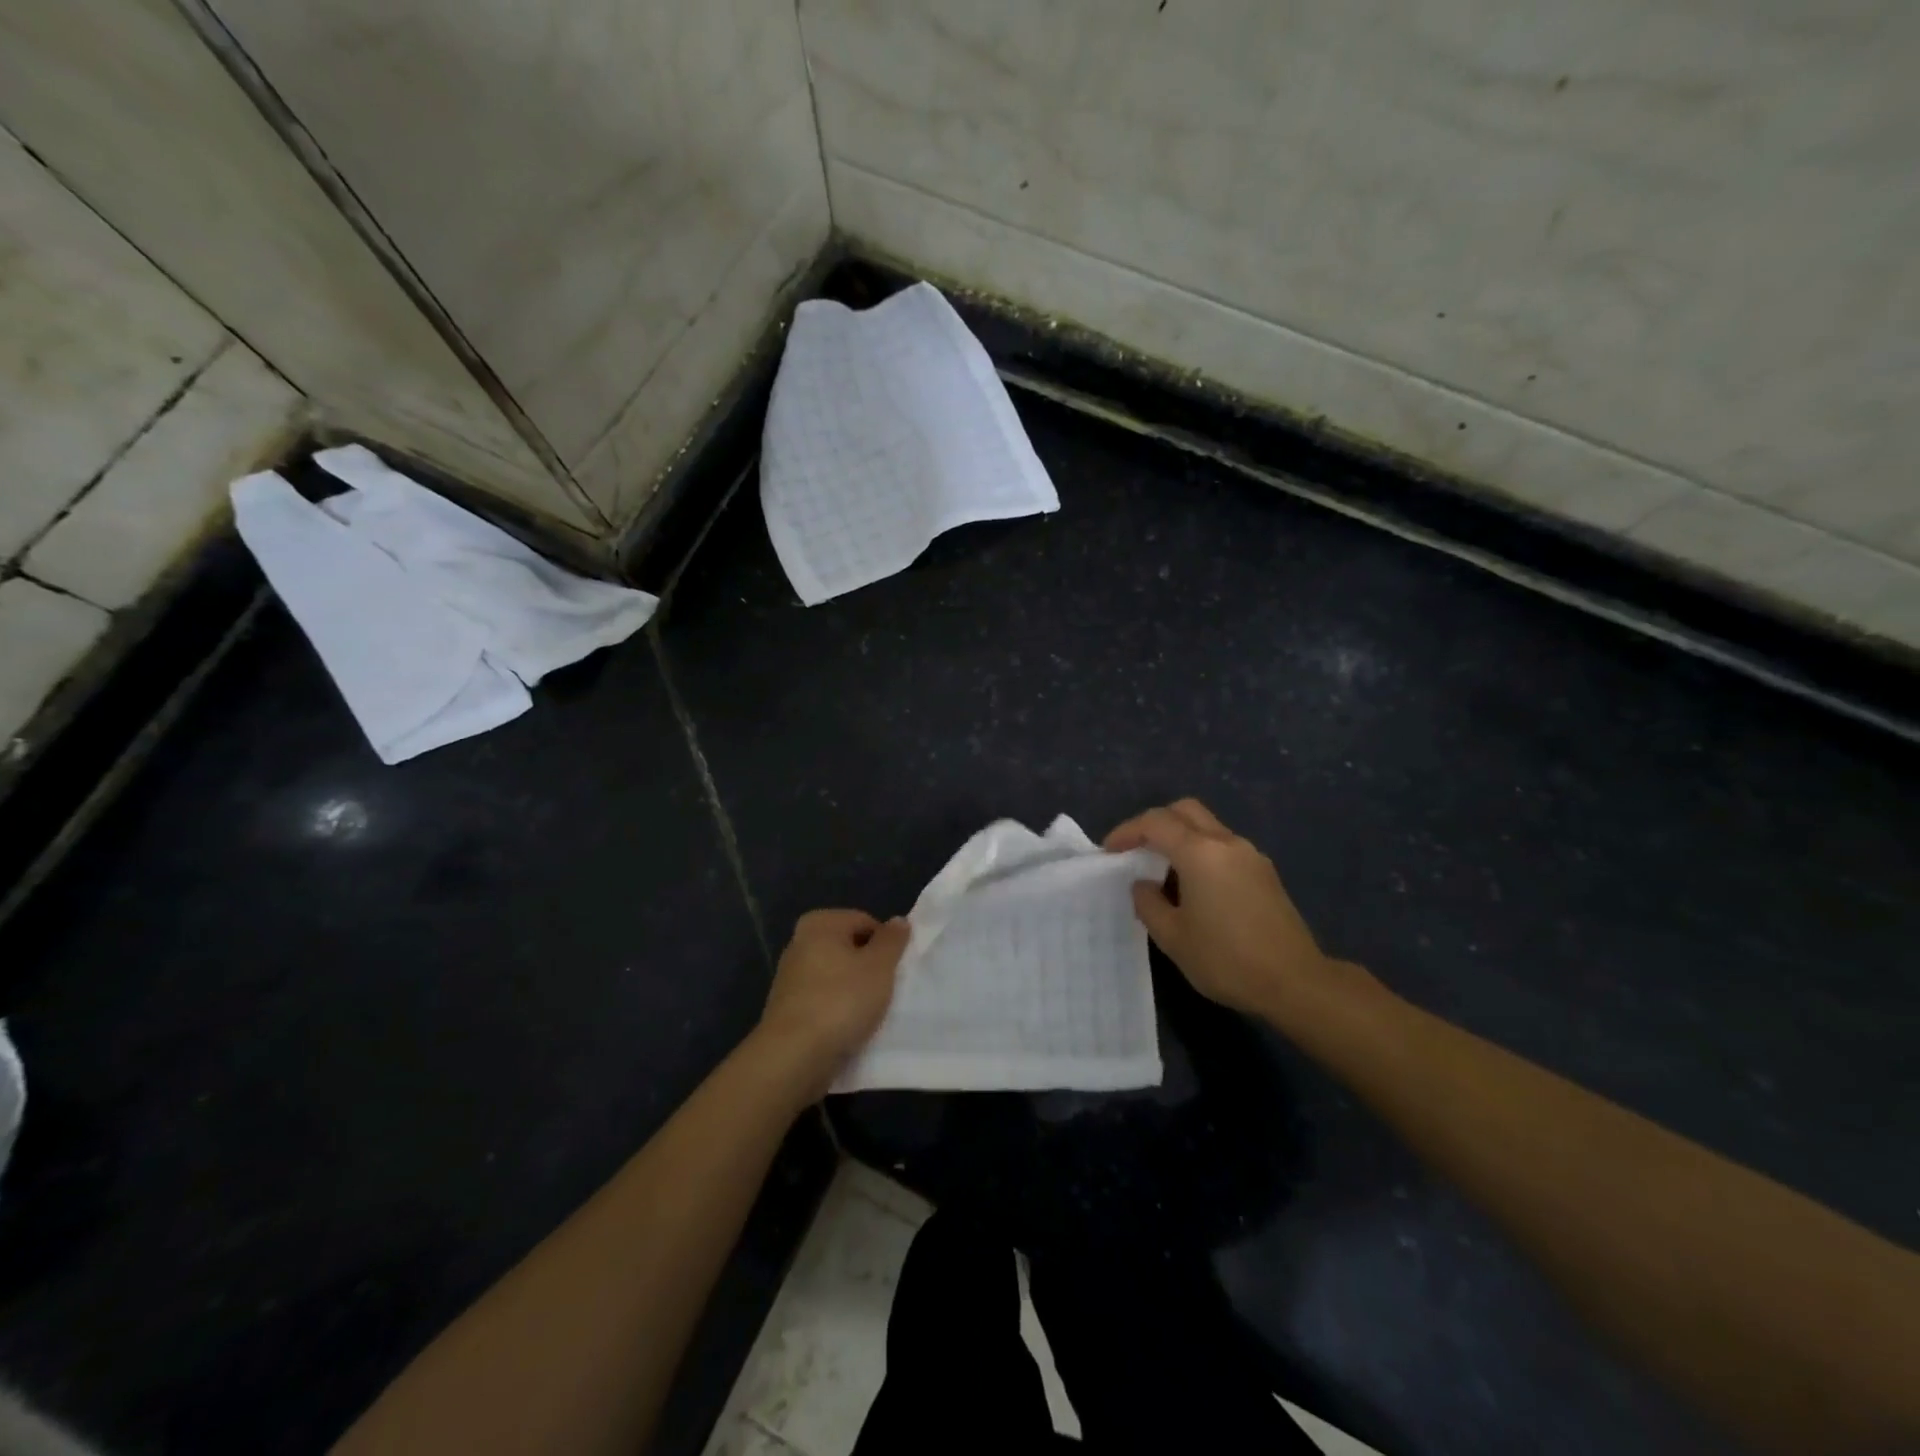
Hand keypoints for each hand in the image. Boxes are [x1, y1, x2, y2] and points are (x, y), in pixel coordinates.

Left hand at [758, 909, 908, 1089]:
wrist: (793, 1056)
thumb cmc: (841, 1000)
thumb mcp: (879, 966)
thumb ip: (892, 940)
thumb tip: (898, 921)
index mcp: (820, 923)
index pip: (866, 922)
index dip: (886, 945)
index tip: (895, 971)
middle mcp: (800, 942)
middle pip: (849, 949)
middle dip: (870, 968)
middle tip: (885, 991)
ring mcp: (790, 977)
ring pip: (837, 977)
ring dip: (855, 992)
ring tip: (869, 1013)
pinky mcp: (788, 1008)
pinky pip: (824, 1001)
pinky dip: (838, 1010)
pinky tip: (848, 1028)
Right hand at [1105, 798, 1341, 1018]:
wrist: (1295, 982)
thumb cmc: (1226, 959)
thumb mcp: (1173, 937)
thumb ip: (1149, 903)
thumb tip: (1143, 884)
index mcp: (1200, 852)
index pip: (1155, 823)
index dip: (1127, 832)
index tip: (1109, 852)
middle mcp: (1226, 843)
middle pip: (1185, 810)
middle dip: (1155, 823)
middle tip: (1136, 849)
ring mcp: (1250, 855)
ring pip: (1207, 826)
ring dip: (1180, 837)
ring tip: (1162, 871)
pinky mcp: (1264, 873)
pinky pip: (1224, 847)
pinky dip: (1201, 852)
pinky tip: (1194, 886)